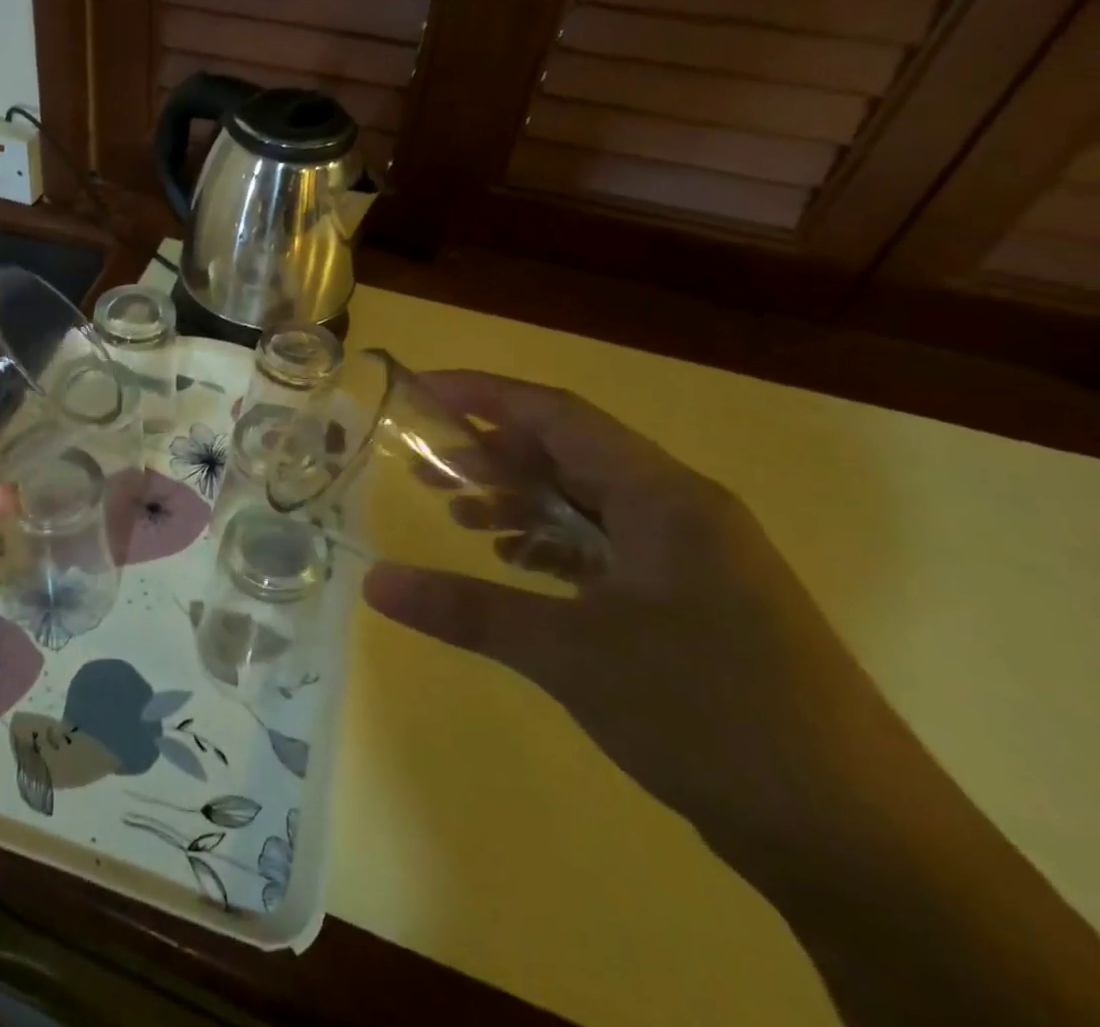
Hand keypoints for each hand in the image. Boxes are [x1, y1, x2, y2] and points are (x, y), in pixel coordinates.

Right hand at [362, 370, 889, 848]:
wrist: (859, 841)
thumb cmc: (712, 715)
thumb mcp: (572, 656)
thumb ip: (468, 609)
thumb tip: (374, 582)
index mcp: (664, 496)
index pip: (558, 414)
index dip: (485, 394)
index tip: (420, 391)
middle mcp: (680, 510)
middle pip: (570, 454)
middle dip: (494, 455)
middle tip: (426, 469)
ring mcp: (692, 558)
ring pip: (589, 502)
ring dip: (522, 502)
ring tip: (459, 517)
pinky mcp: (694, 603)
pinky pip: (607, 548)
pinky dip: (554, 546)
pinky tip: (516, 567)